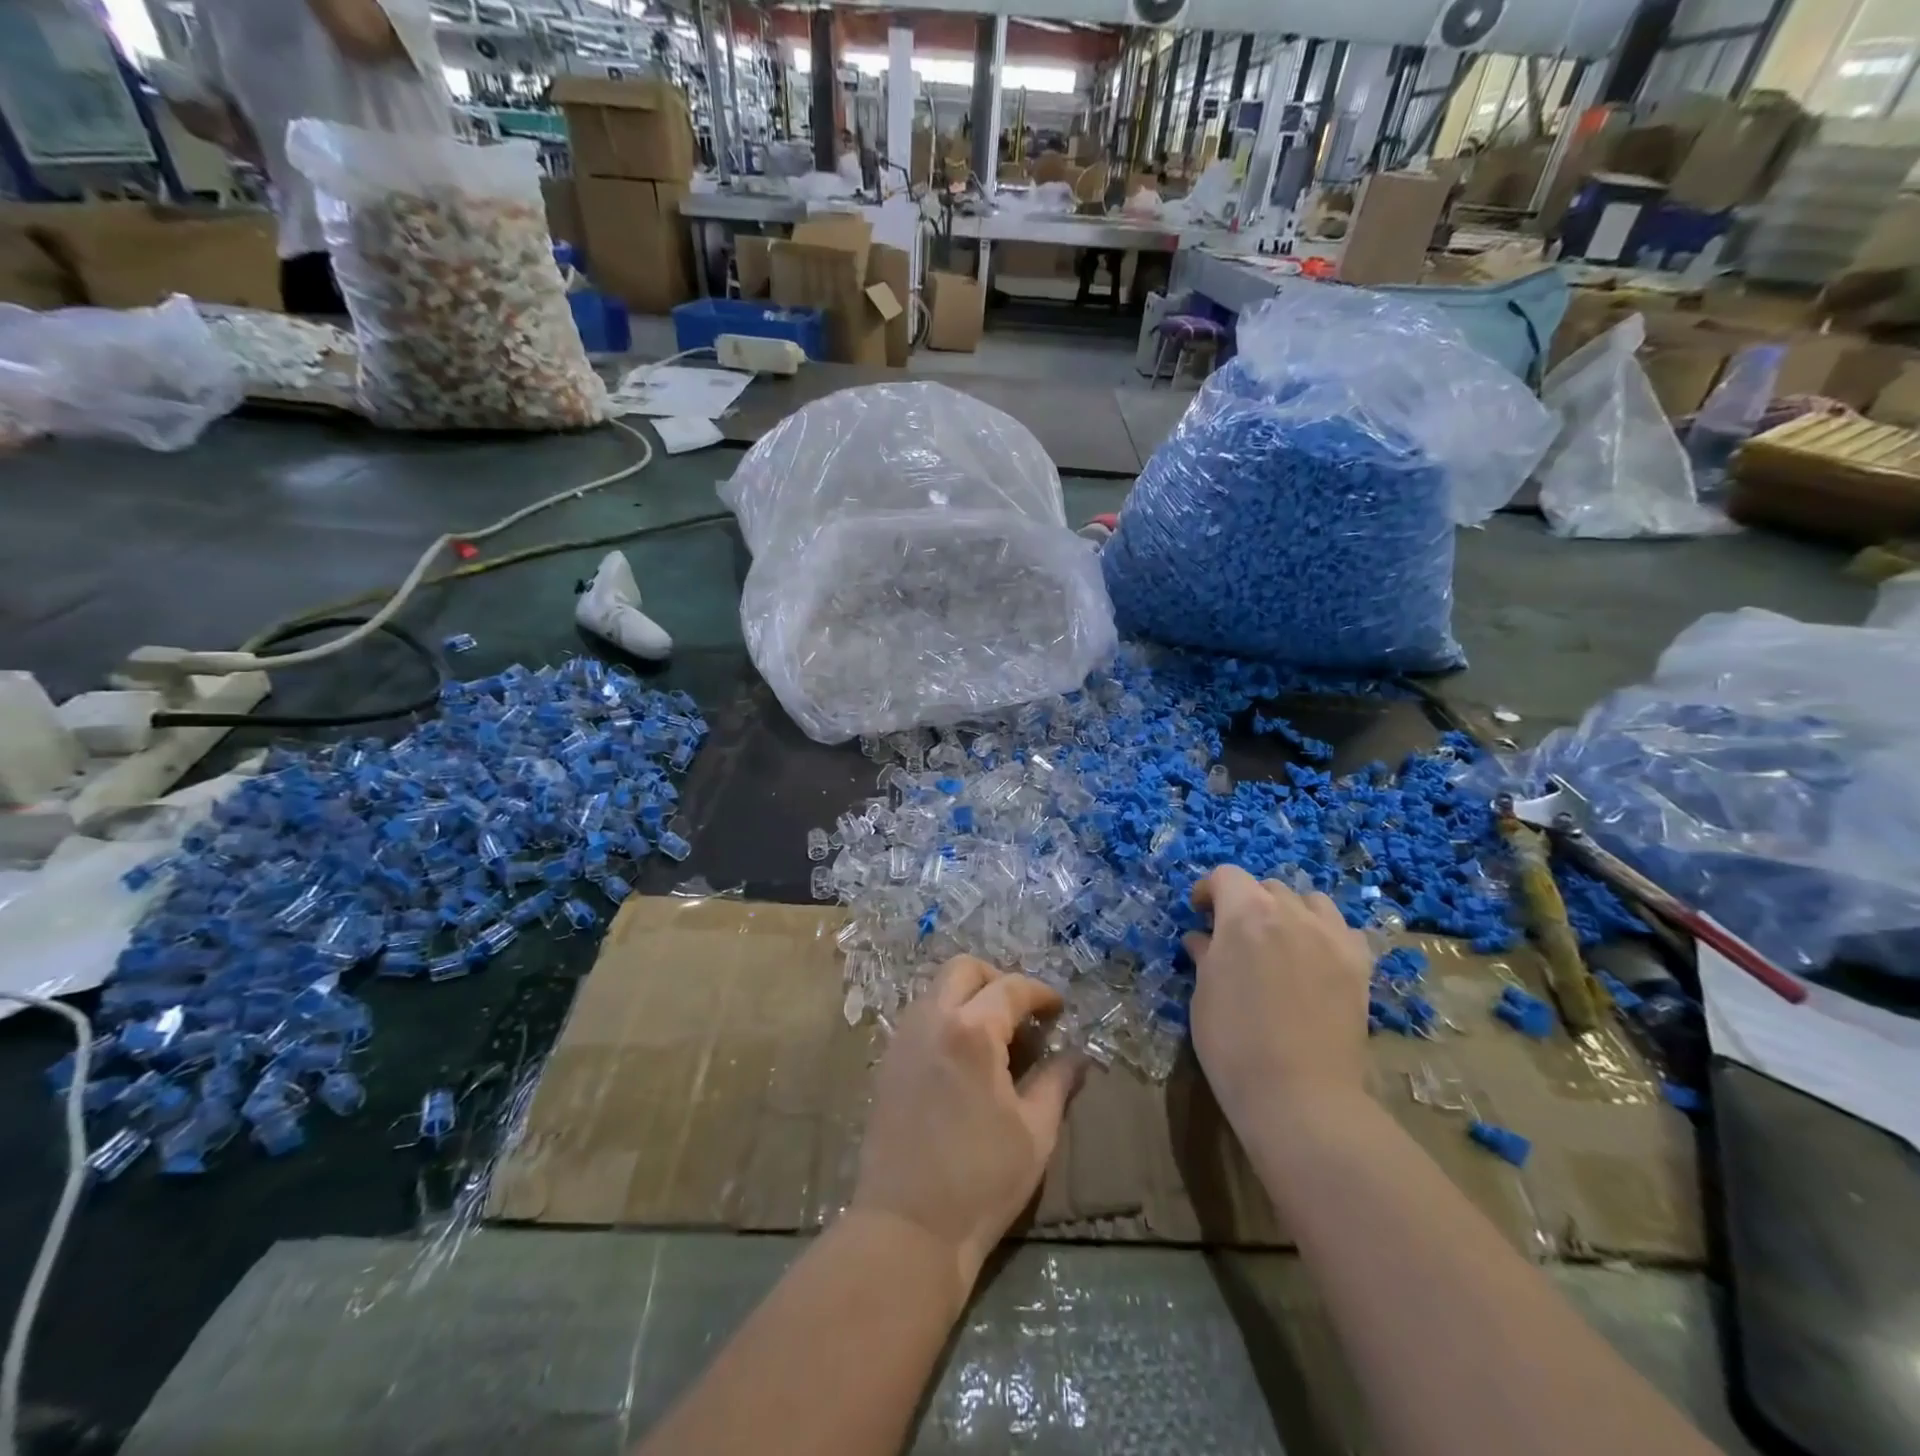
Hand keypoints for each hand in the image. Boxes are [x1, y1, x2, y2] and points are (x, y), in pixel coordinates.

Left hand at [852, 956, 1084, 1298]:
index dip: (1040, 993)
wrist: (907, 1228)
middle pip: (963, 969)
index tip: (1058, 1009)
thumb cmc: (980, 1181)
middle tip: (1022, 1012)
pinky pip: (920, 1016)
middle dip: (997, 979)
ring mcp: (903, 1039)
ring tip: (995, 1036)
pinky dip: (946, 1017)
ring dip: (968, 996)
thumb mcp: (1034, 1133)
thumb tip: (1077, 1057)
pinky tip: (964, 1057)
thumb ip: (1057, 1083)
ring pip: (937, 989)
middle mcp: (932, 1020)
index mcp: (972, 1032)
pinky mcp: (887, 1061)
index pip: (1010, 988)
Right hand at [1184, 866, 1372, 1125]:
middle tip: (1236, 935)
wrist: (1298, 1095)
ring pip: (1309, 901)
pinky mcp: (1359, 965)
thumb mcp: (1204, 993)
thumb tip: (1202, 939)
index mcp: (1245, 914)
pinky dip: (1325, 932)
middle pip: (1267, 886)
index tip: (1200, 914)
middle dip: (1247, 902)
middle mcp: (1290, 913)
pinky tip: (1315, 957)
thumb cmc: (1233, 1043)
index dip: (1209, 890)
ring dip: (1288, 911)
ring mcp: (1330, 937)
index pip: (1226, 876)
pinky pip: (1343, 929)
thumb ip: (1205, 955)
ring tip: (1279, 940)